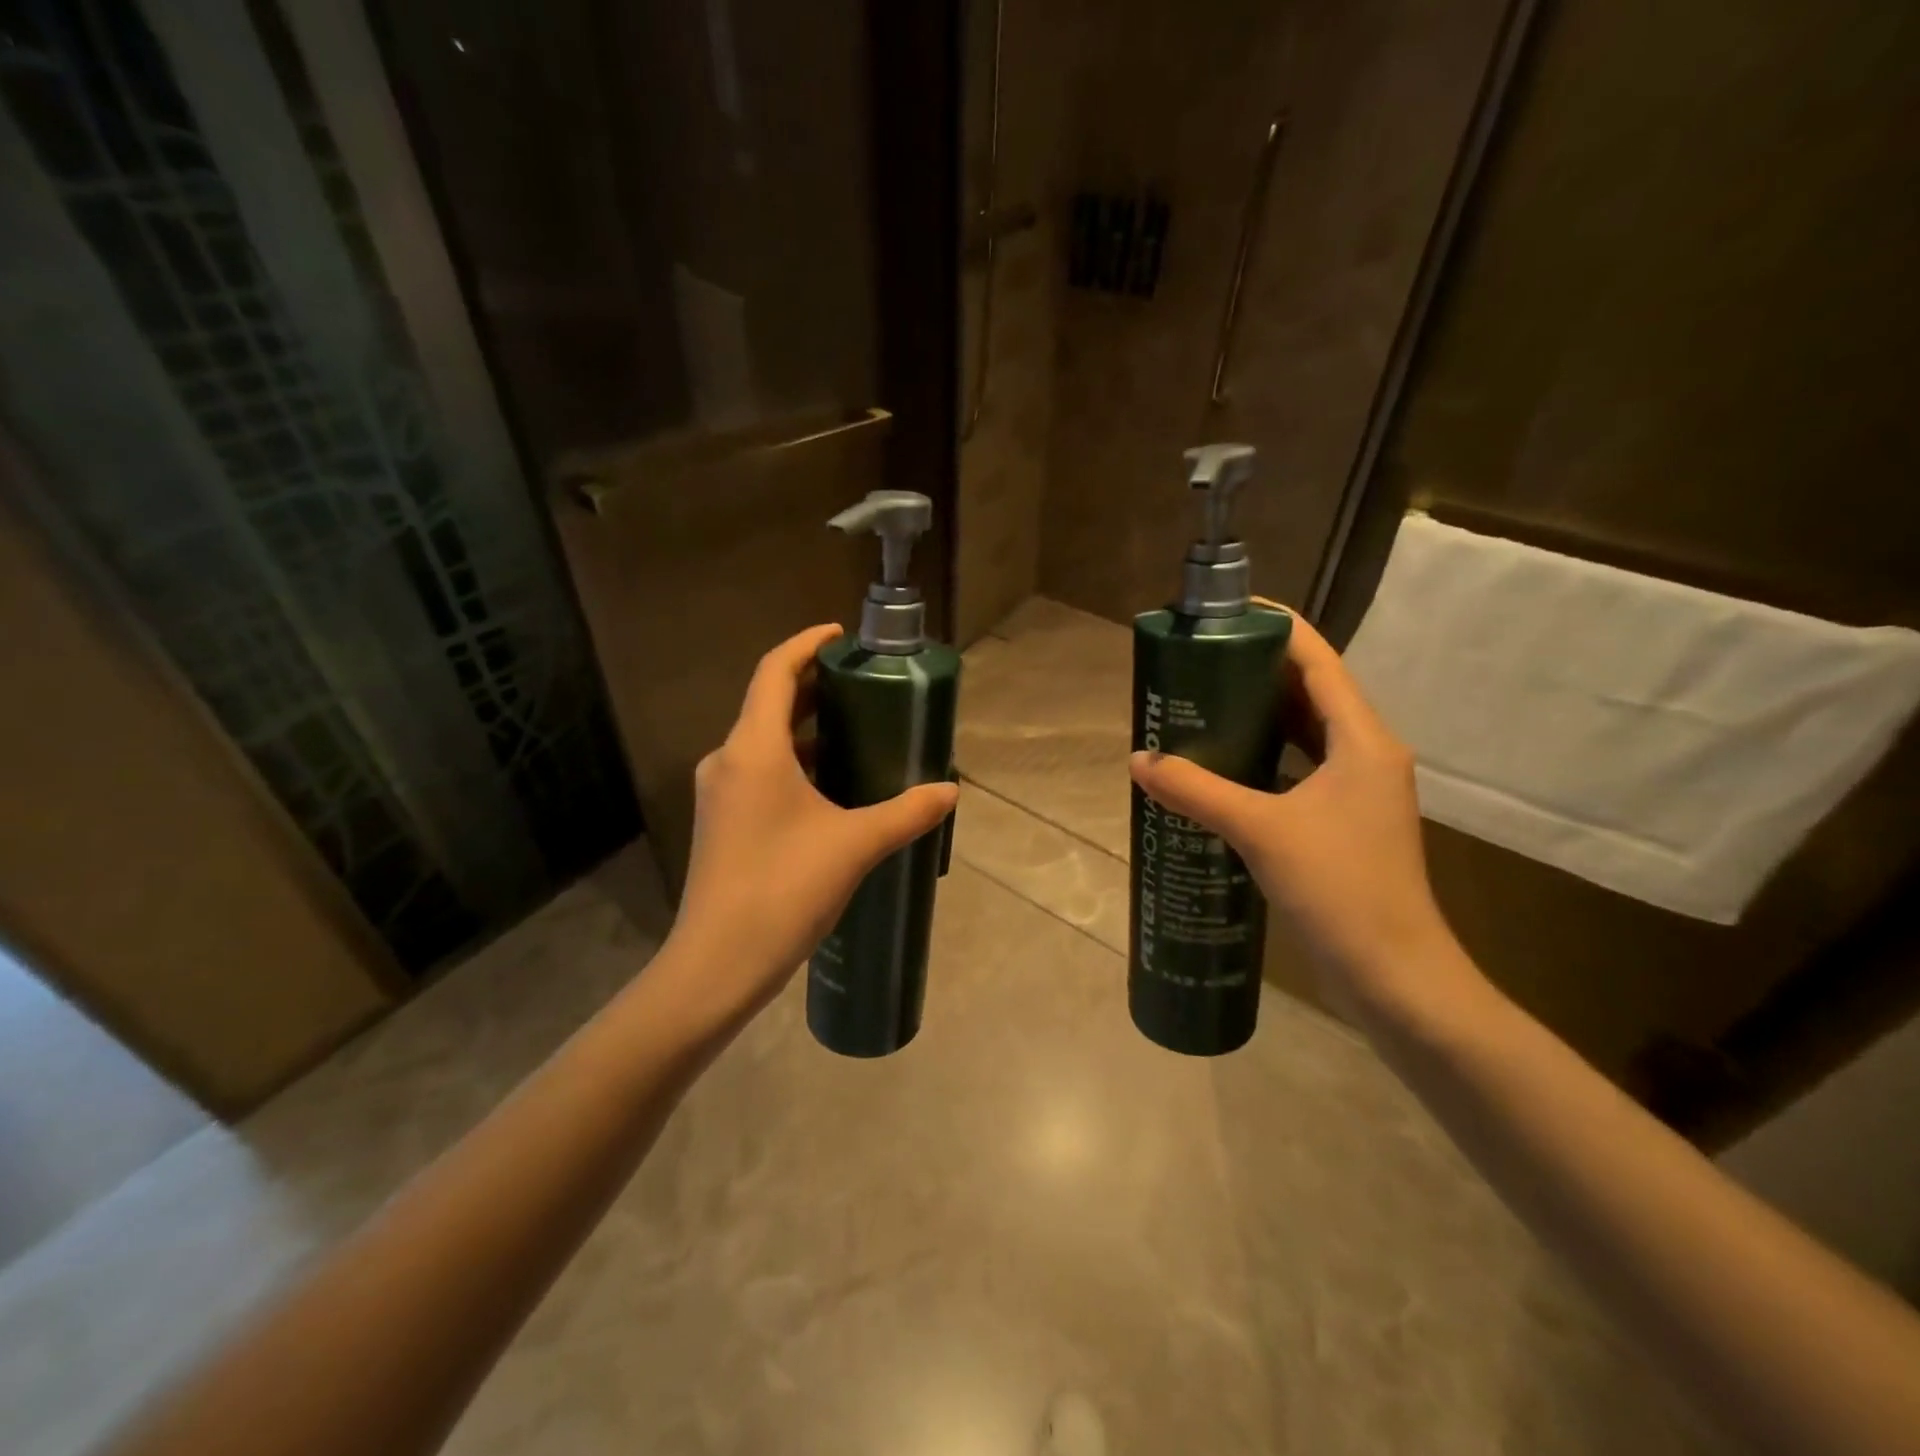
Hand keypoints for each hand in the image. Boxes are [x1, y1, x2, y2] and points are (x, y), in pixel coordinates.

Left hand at [664, 624, 958, 1022]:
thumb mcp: (855, 845)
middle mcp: (728, 760)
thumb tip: (950, 791)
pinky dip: (793, 763)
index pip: (775, 672)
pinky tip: (829, 786)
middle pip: (768, 703)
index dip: (806, 644)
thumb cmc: (784, 889)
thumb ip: (906, 812)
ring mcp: (720, 793)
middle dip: (813, 686)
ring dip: (805, 729)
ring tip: (855, 730)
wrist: (718, 963)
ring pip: (763, 741)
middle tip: (862, 682)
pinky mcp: (721, 823)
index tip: (840, 634)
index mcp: (754, 749)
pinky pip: (758, 772)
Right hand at [1128, 609, 1475, 1022]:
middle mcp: (1365, 753)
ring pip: (1304, 731)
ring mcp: (1357, 790)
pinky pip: (1299, 768)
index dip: (1276, 628)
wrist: (1394, 975)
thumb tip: (1139, 760)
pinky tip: (1223, 765)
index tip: (1228, 612)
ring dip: (1258, 713)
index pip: (1318, 660)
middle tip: (1198, 661)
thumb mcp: (1260, 830)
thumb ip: (1197, 790)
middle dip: (1256, 669)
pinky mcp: (1344, 821)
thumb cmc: (1339, 889)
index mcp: (1361, 739)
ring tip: (1202, 702)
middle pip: (1309, 690)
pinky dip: (1264, 756)